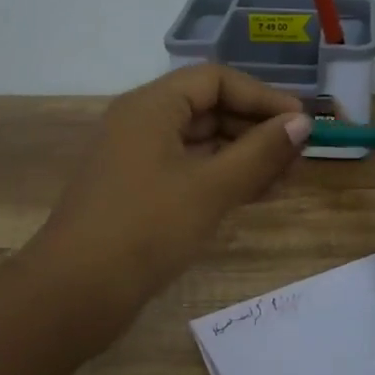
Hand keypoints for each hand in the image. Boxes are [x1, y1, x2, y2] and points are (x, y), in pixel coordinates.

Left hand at [29, 65, 311, 330]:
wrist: (73, 294)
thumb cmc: (145, 229)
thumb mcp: (210, 188)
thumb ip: (260, 153)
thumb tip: (301, 123)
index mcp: (151, 106)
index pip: (216, 80)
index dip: (262, 97)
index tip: (301, 123)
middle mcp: (141, 123)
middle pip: (208, 109)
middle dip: (256, 129)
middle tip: (298, 156)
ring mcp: (137, 159)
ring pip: (201, 143)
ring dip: (244, 156)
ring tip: (287, 180)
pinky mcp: (138, 193)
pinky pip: (189, 171)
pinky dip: (222, 178)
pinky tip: (256, 195)